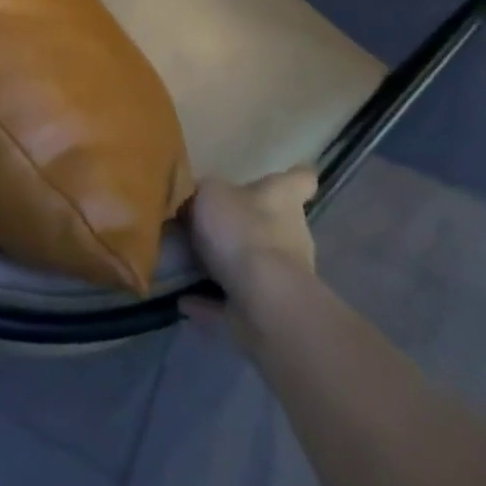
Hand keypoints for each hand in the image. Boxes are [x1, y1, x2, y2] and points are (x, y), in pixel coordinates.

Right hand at [184, 169, 318, 321]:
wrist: (262, 299)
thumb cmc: (241, 229)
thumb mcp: (208, 193)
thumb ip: (203, 193)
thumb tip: (199, 197)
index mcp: (283, 197)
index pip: (300, 179)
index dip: (293, 175)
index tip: (286, 175)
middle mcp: (292, 234)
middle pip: (275, 223)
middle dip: (247, 225)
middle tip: (210, 225)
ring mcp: (285, 276)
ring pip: (256, 264)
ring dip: (229, 266)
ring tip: (189, 263)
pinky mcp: (270, 310)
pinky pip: (236, 301)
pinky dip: (212, 301)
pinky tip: (184, 299)